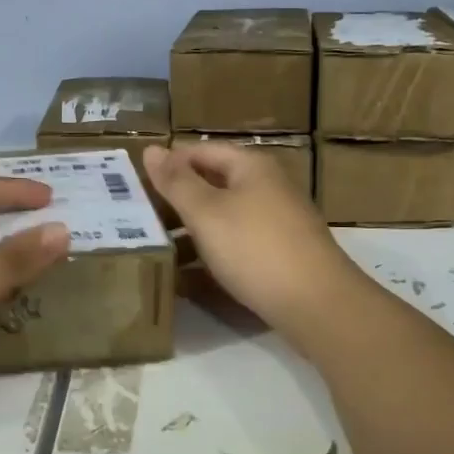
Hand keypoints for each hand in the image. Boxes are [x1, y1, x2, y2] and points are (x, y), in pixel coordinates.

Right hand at [145, 142, 362, 338]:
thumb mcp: (206, 212)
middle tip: (139, 217)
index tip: (135, 185)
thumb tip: (152, 149)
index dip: (169, 164)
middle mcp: (267, 187)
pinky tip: (187, 276)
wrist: (317, 305)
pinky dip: (211, 253)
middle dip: (177, 199)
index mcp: (251, 167)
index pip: (201, 151)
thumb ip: (176, 182)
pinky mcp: (280, 255)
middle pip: (213, 184)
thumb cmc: (255, 248)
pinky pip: (236, 244)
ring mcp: (276, 222)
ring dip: (190, 230)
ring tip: (155, 247)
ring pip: (223, 217)